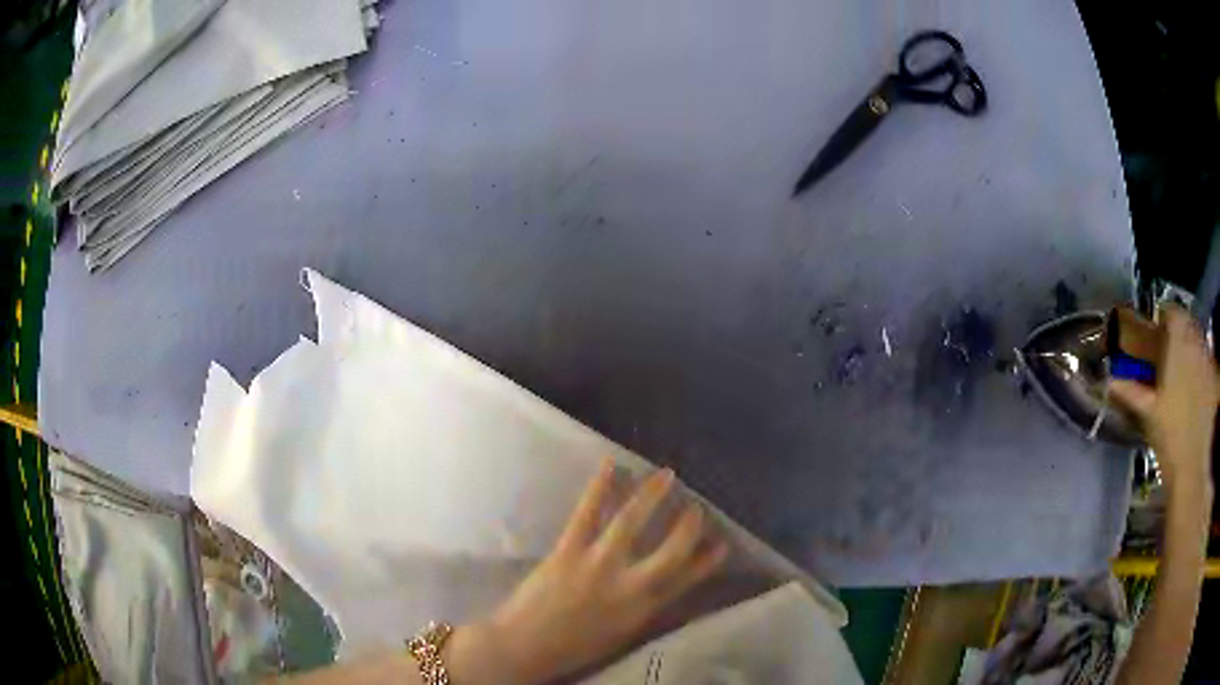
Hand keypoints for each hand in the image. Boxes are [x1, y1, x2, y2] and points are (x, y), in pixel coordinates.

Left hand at [450, 458, 728, 684]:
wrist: (525, 646)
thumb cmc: (572, 646)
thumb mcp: (619, 634)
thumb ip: (641, 608)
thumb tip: (659, 584)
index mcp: (642, 610)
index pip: (685, 581)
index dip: (707, 562)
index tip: (722, 544)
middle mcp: (628, 586)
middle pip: (671, 550)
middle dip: (688, 526)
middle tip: (697, 507)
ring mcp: (598, 564)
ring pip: (631, 521)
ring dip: (651, 494)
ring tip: (667, 475)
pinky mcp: (568, 550)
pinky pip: (587, 512)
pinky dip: (600, 486)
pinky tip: (611, 464)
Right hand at [1111, 305, 1218, 488]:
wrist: (1192, 465)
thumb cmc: (1168, 435)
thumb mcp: (1147, 413)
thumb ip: (1130, 390)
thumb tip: (1108, 380)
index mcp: (1178, 341)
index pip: (1171, 311)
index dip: (1163, 318)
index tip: (1156, 333)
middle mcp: (1195, 341)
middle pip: (1187, 323)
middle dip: (1179, 333)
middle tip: (1169, 354)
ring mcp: (1208, 360)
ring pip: (1199, 340)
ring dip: (1191, 348)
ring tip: (1183, 372)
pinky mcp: (1215, 380)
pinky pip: (1208, 363)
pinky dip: (1202, 368)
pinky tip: (1196, 389)